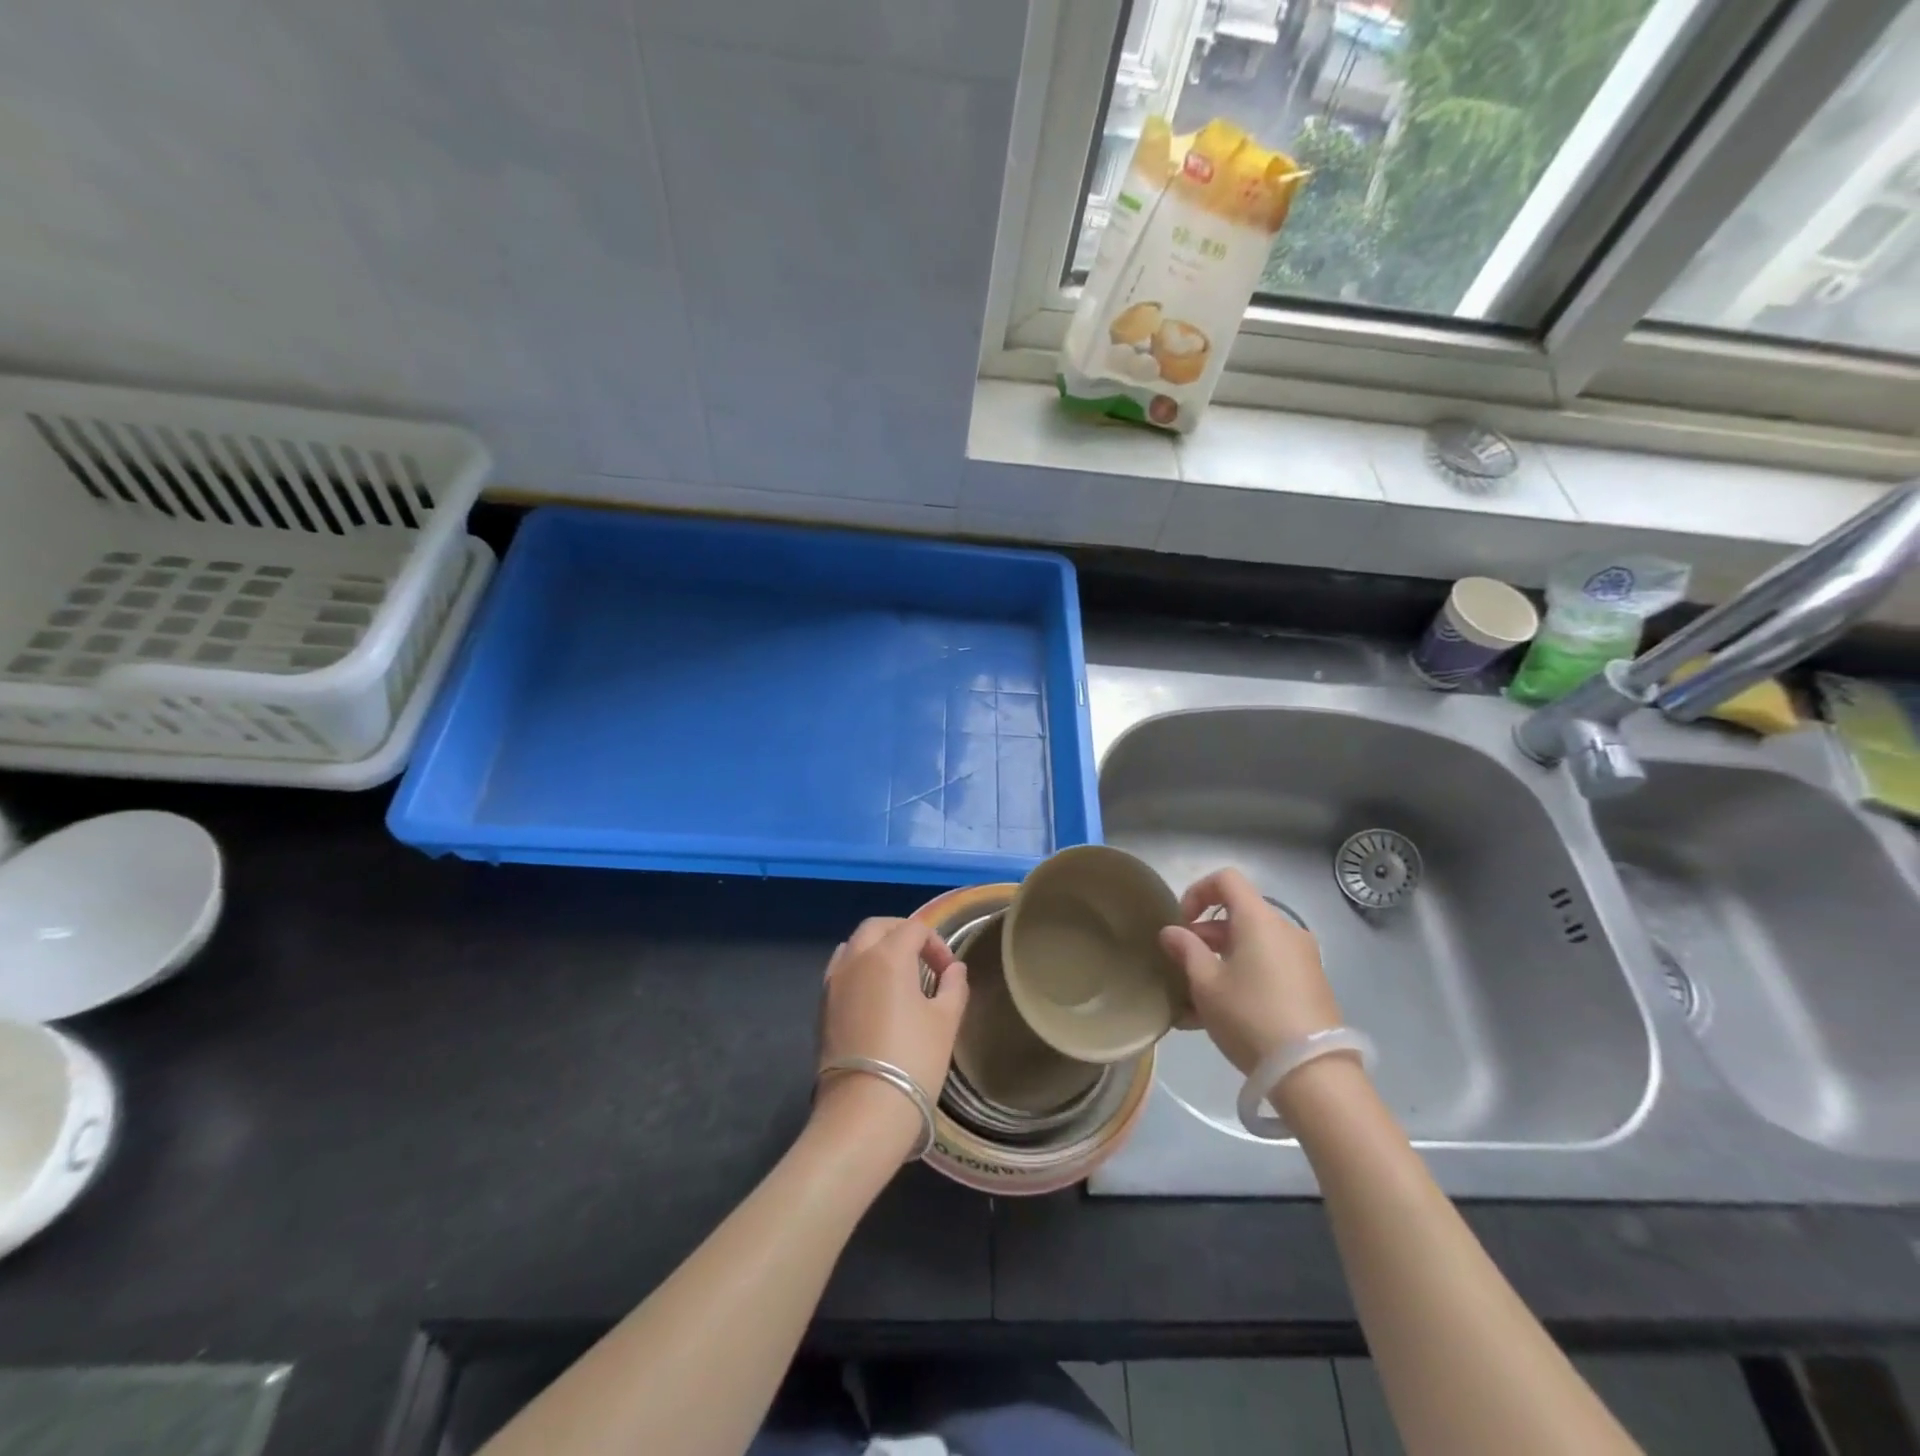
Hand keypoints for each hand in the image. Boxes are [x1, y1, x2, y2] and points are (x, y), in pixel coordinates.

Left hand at [814, 918, 968, 1155]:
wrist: (863, 1110)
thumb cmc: (913, 1059)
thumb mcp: (946, 1021)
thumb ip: (954, 987)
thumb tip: (955, 970)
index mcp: (888, 955)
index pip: (914, 929)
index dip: (936, 944)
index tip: (949, 972)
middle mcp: (855, 959)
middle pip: (877, 927)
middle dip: (902, 934)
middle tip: (923, 958)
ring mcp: (833, 982)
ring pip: (853, 945)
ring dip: (876, 948)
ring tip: (898, 976)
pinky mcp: (822, 1007)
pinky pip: (841, 970)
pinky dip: (859, 969)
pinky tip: (875, 996)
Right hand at [1158, 868, 1342, 1074]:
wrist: (1312, 1073)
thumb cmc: (1250, 1016)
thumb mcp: (1206, 984)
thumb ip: (1186, 951)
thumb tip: (1171, 932)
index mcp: (1259, 919)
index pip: (1226, 879)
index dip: (1197, 892)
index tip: (1182, 923)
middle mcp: (1285, 930)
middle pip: (1238, 915)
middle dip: (1205, 935)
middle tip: (1182, 966)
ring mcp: (1302, 959)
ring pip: (1251, 946)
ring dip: (1220, 962)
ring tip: (1194, 1000)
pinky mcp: (1311, 986)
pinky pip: (1267, 969)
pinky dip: (1242, 978)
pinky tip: (1220, 1016)